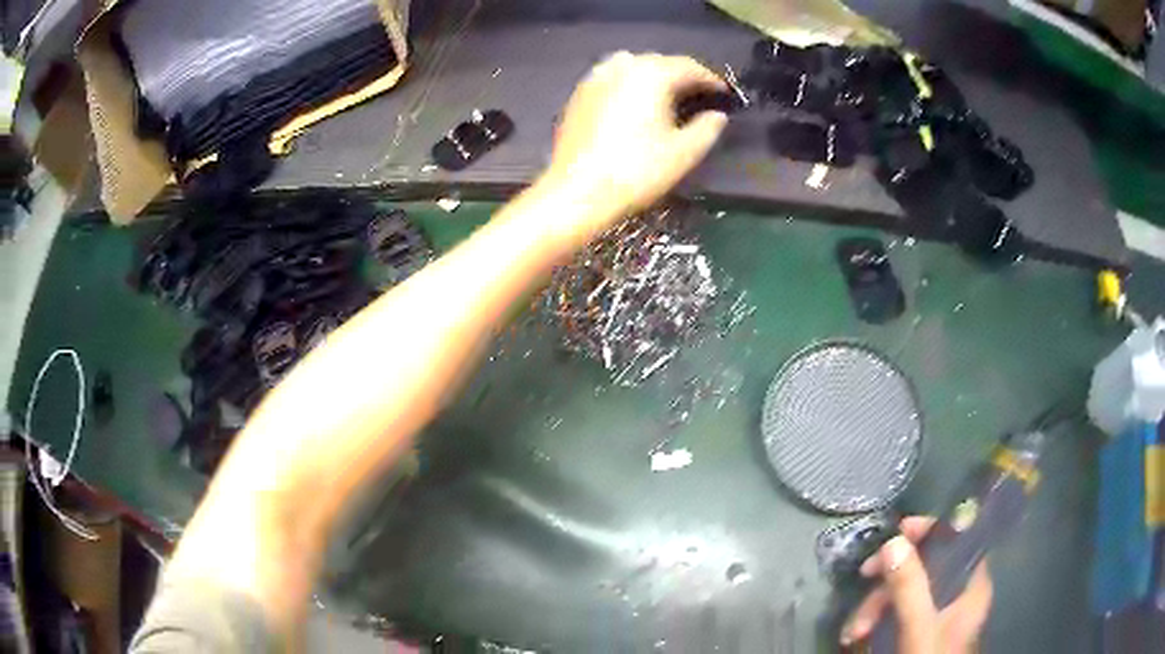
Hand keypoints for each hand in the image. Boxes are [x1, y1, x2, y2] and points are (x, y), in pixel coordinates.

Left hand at [542, 52, 728, 240]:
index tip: (724, 94)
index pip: (689, 67)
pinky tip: (633, 102)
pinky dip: (628, 82)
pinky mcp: (579, 94)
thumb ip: (707, 129)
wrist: (577, 192)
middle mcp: (623, 67)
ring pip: (632, 64)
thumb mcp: (683, 153)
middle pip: (660, 62)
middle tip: (698, 95)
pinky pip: (611, 77)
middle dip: (682, 75)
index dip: (710, 80)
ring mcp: (596, 78)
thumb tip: (718, 115)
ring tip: (666, 95)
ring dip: (653, 74)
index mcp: (652, 75)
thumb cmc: (637, 172)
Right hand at [841, 517, 992, 652]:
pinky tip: (858, 635)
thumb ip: (910, 587)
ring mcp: (938, 613)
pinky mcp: (920, 630)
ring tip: (854, 632)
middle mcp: (958, 593)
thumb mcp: (919, 627)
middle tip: (863, 578)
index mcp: (970, 585)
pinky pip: (897, 613)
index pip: (957, 538)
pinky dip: (877, 620)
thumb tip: (893, 540)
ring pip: (906, 591)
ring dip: (875, 607)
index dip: (929, 530)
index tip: (896, 533)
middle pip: (925, 566)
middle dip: (888, 579)